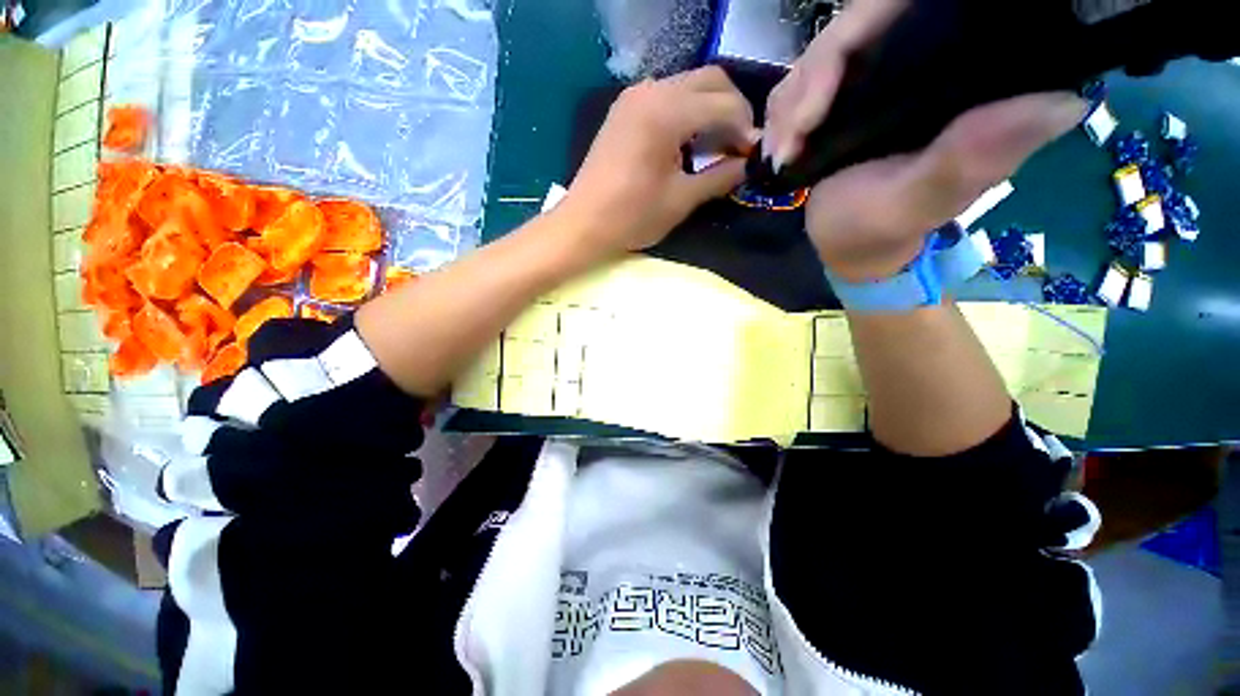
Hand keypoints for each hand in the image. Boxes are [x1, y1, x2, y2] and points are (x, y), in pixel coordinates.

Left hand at [557, 67, 757, 254]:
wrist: (583, 224)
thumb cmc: (631, 217)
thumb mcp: (681, 200)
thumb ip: (719, 177)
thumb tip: (747, 164)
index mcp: (666, 112)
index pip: (724, 104)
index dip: (746, 128)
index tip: (753, 155)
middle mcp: (651, 91)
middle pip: (710, 80)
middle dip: (733, 110)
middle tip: (739, 146)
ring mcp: (634, 97)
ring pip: (688, 85)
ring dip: (710, 109)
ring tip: (716, 147)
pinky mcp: (624, 109)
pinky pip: (667, 97)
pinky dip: (687, 113)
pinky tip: (688, 143)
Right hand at [765, 0, 1084, 281]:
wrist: (845, 244)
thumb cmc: (879, 230)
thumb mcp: (919, 202)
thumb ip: (972, 158)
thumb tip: (1065, 101)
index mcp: (956, 77)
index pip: (906, 11)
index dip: (856, 36)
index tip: (815, 110)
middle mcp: (920, 62)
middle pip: (854, 27)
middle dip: (809, 85)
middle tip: (790, 145)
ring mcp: (877, 76)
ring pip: (822, 52)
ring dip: (790, 105)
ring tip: (784, 154)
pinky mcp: (845, 95)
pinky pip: (802, 80)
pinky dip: (783, 113)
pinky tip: (782, 147)